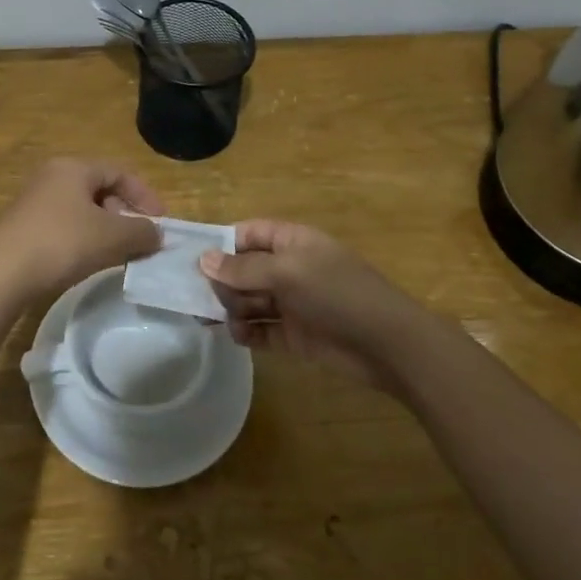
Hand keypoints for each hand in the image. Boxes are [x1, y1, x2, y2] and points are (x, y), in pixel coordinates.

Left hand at [0, 159, 164, 296]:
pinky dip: (84, 239)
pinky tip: (88, 262)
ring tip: (118, 254)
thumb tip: (157, 234)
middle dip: (125, 214)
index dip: (145, 196)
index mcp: (73, 168)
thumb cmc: (62, 243)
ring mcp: (34, 201)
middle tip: (139, 240)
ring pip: (82, 209)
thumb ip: (142, 231)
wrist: (2, 274)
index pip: (119, 172)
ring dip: (106, 229)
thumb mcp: (111, 236)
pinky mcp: (24, 226)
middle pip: (100, 189)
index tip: (161, 223)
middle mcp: (52, 176)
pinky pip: (65, 225)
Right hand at [199, 221, 443, 389]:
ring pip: (249, 300)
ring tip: (214, 319)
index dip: (221, 244)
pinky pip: (261, 329)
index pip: (248, 234)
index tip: (192, 260)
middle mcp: (289, 269)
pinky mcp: (294, 334)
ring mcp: (292, 303)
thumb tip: (203, 260)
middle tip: (201, 297)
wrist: (388, 345)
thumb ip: (243, 269)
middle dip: (222, 281)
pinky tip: (238, 336)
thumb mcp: (288, 273)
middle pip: (243, 269)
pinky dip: (246, 332)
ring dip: (231, 308)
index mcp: (292, 242)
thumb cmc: (338, 294)